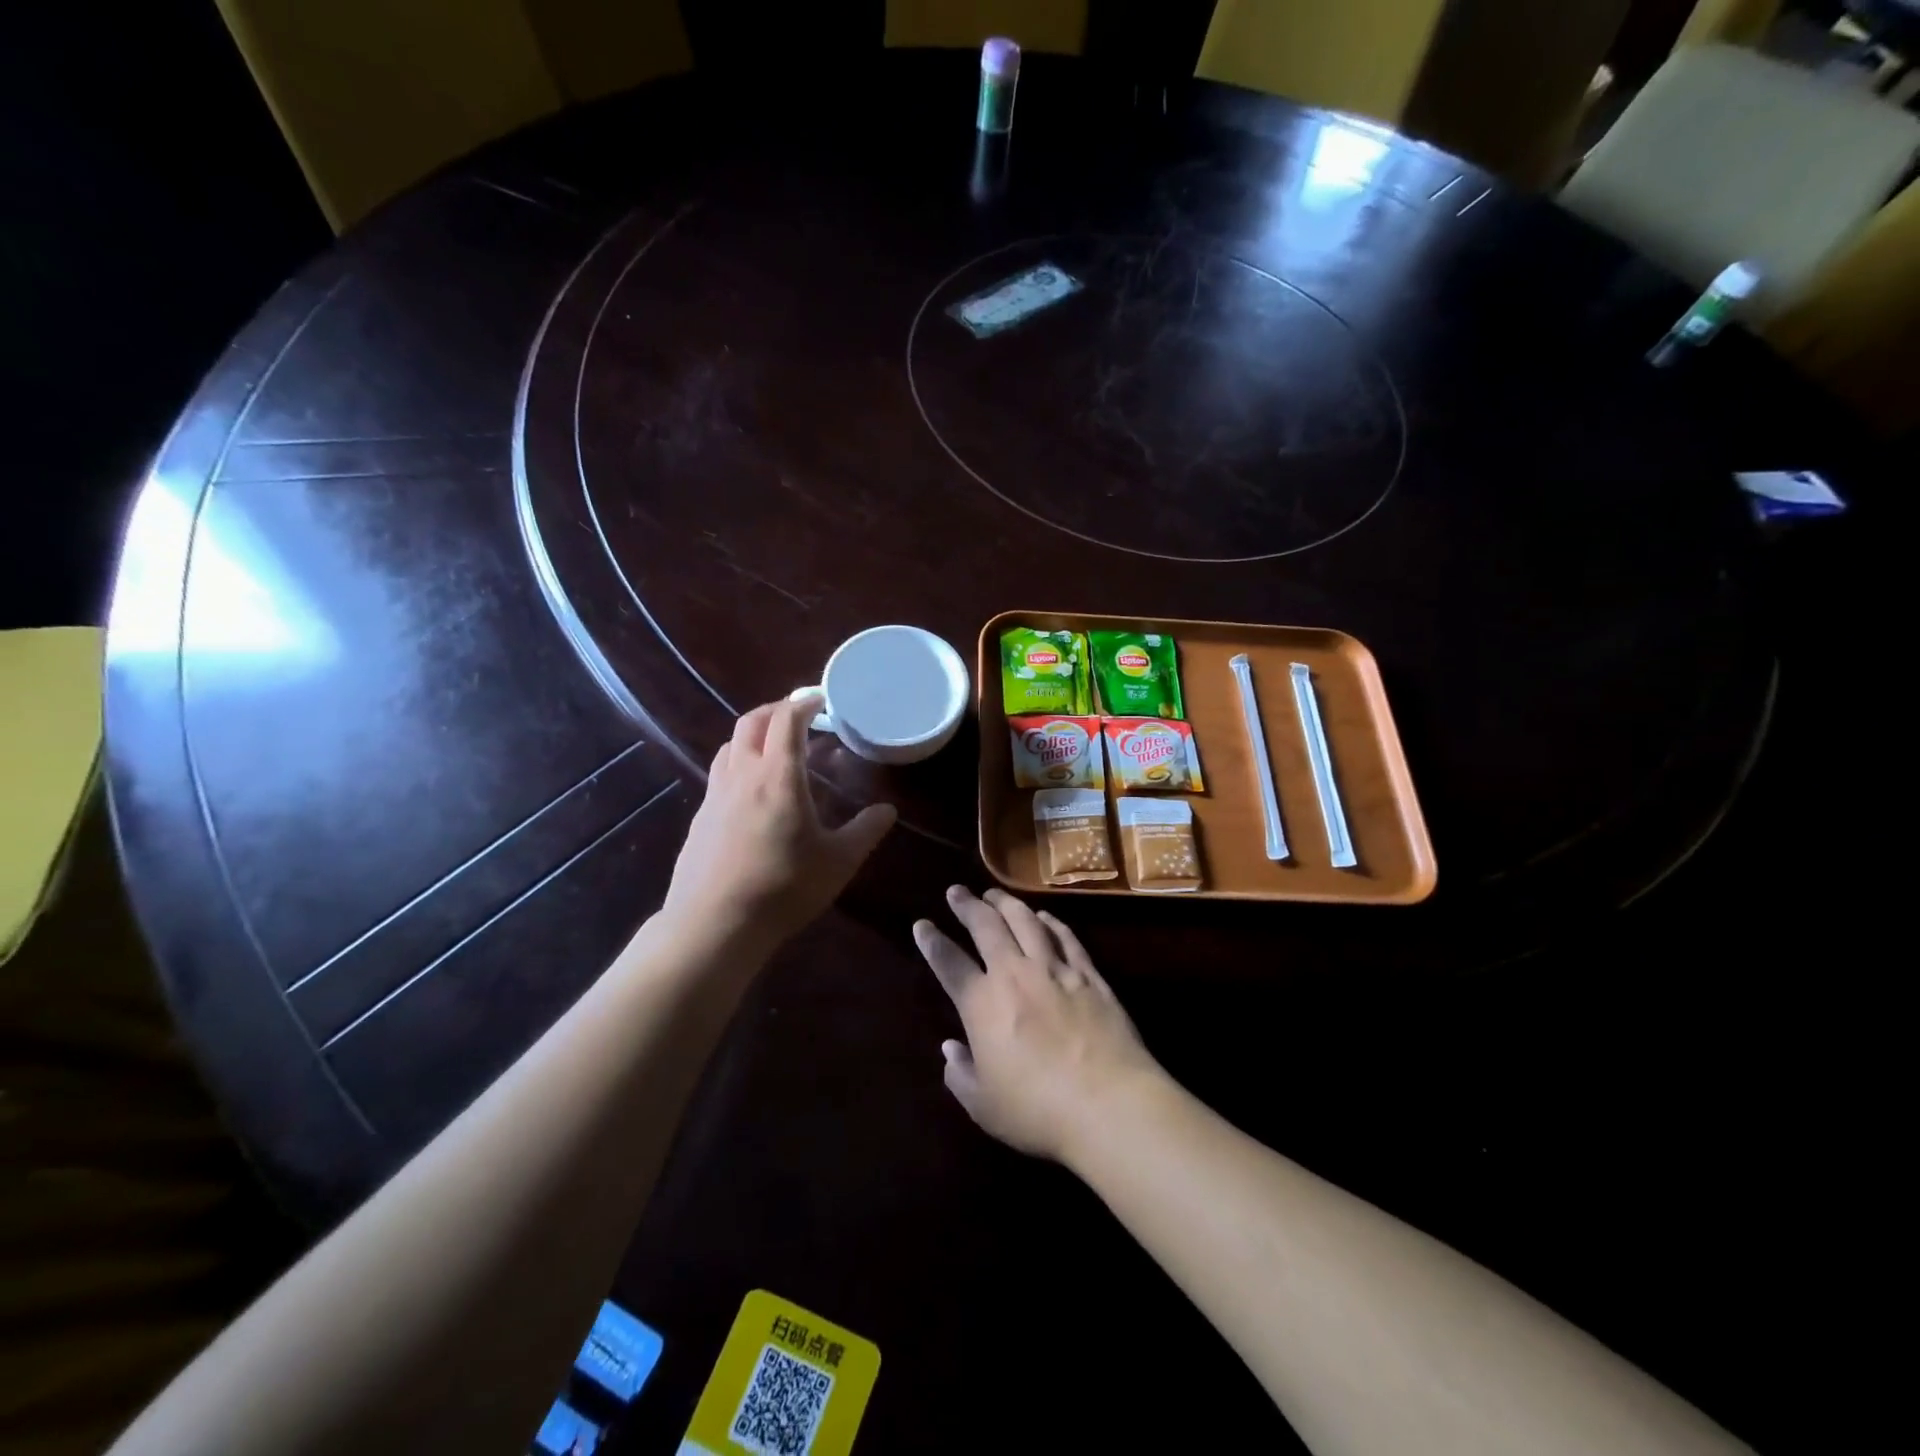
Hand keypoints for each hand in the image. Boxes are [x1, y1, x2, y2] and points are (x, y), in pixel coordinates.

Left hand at [663, 696, 895, 948]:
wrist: (715, 925)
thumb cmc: (783, 889)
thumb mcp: (838, 862)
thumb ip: (865, 831)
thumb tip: (887, 810)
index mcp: (778, 777)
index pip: (786, 720)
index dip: (803, 703)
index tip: (820, 699)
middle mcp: (742, 776)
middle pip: (751, 722)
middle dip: (775, 710)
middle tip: (799, 715)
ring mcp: (715, 795)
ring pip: (730, 745)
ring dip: (753, 734)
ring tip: (775, 747)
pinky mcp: (700, 817)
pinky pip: (720, 772)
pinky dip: (739, 762)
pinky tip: (752, 790)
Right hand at [913, 886, 1163, 1163]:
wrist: (1109, 1103)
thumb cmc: (1038, 1111)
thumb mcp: (984, 1105)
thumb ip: (960, 1074)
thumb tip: (950, 1048)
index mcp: (982, 1004)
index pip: (949, 963)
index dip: (932, 942)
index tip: (922, 925)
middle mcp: (1014, 974)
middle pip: (986, 926)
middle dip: (968, 906)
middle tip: (957, 892)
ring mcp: (1054, 969)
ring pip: (1025, 920)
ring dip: (1006, 902)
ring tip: (995, 894)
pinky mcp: (1088, 974)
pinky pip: (1064, 936)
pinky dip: (1049, 921)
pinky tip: (1043, 916)